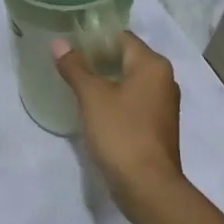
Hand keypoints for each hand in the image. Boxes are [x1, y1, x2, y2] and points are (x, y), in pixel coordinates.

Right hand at [53, 32, 184, 215]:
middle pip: (126, 58)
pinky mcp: (157, 126)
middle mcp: (163, 80)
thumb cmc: (121, 132)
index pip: (121, 37)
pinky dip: (114, 99)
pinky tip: (92, 108)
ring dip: (105, 80)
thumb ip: (75, 67)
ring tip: (75, 82)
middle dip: (97, 58)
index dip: (95, 37)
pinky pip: (132, 101)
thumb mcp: (92, 96)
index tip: (69, 42)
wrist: (147, 185)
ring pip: (129, 81)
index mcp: (152, 65)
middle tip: (67, 62)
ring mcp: (162, 105)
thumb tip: (60, 43)